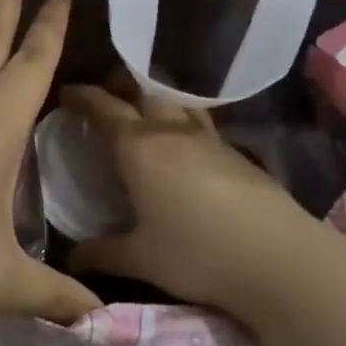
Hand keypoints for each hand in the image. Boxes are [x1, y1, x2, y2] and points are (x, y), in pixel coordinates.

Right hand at [63, 84, 336, 329]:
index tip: (67, 92)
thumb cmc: (197, 253)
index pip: (105, 108)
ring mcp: (211, 140)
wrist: (279, 258)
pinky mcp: (239, 154)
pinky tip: (184, 152)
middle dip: (123, 86)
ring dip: (157, 102)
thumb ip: (102, 254)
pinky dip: (183, 127)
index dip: (83, 96)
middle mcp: (174, 132)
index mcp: (140, 148)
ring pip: (178, 105)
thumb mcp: (141, 258)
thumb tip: (72, 258)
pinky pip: (201, 127)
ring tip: (145, 118)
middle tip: (107, 97)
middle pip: (145, 91)